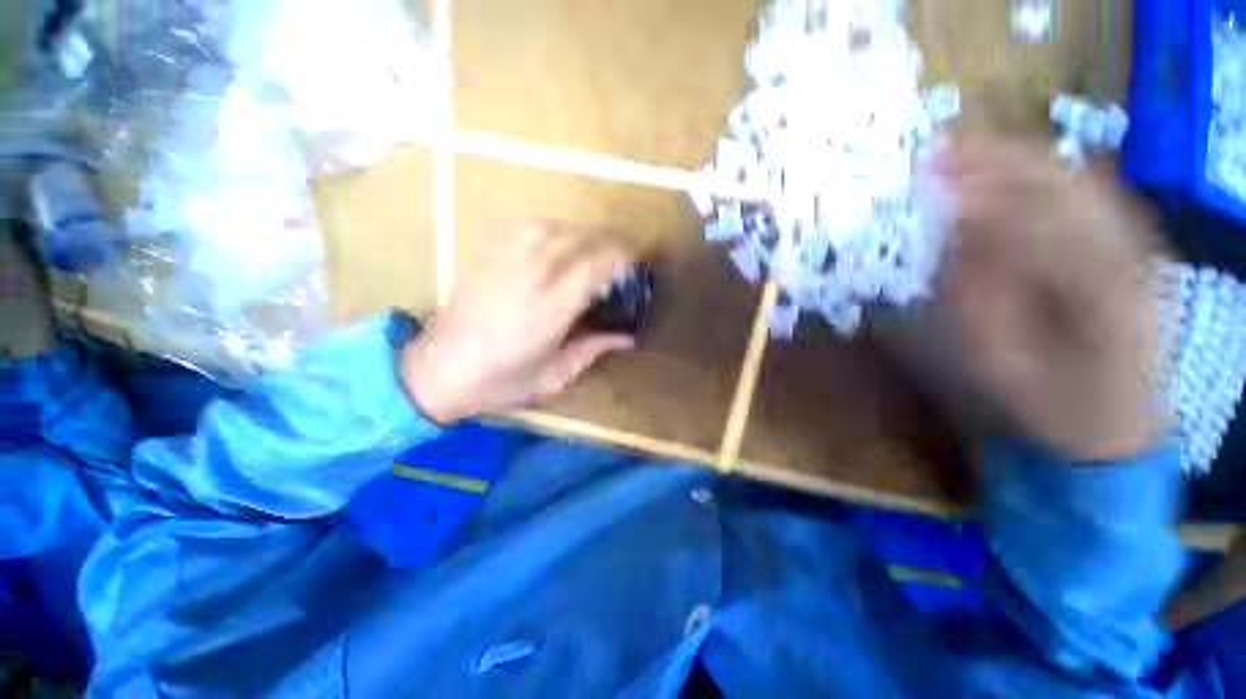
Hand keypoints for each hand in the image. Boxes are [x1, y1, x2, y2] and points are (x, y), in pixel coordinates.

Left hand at [400, 222, 635, 422]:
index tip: (639, 263)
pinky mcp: (489, 255)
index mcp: (548, 310)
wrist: (437, 370)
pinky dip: (555, 230)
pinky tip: (561, 243)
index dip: (622, 256)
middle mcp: (529, 276)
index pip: (594, 265)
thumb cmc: (500, 382)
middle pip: (578, 238)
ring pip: (555, 227)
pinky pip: (528, 228)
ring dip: (584, 233)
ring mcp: (505, 261)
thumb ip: (594, 349)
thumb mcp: (555, 376)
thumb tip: (628, 336)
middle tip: (627, 256)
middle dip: (611, 241)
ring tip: (598, 249)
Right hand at [935, 138, 1169, 460]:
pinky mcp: (1131, 244)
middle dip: (999, 161)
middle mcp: (1130, 255)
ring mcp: (1137, 245)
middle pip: (1066, 185)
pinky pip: (1087, 194)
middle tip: (939, 150)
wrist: (1123, 423)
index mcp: (1101, 295)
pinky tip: (1009, 168)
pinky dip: (1045, 173)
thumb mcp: (1003, 364)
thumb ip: (978, 301)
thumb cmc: (1058, 403)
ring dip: (1019, 159)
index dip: (982, 197)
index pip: (1039, 224)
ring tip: (965, 148)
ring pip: (1079, 180)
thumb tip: (954, 241)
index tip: (932, 183)